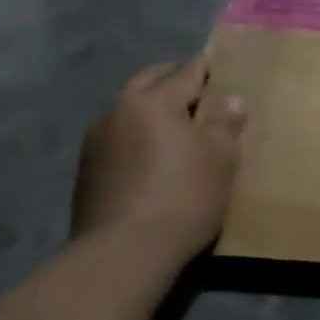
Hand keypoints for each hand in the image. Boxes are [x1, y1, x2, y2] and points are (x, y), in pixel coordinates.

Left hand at [71, 58, 246, 260]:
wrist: (123, 252)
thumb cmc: (184, 196)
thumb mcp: (221, 160)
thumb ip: (225, 125)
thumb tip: (232, 101)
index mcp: (154, 101)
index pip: (187, 72)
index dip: (208, 68)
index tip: (224, 67)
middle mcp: (120, 109)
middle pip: (150, 80)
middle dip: (174, 78)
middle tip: (202, 90)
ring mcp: (97, 138)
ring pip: (129, 105)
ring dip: (152, 105)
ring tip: (178, 122)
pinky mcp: (87, 167)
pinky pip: (119, 132)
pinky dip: (138, 130)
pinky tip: (154, 151)